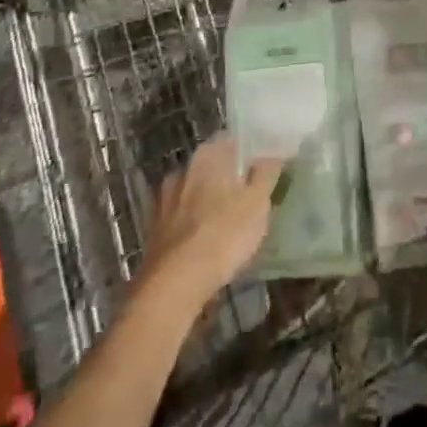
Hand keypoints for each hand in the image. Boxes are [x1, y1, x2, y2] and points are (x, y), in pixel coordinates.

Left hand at [140, 136, 284, 301]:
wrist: (173, 285)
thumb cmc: (223, 234)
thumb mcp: (258, 201)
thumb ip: (267, 172)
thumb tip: (272, 153)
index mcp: (208, 154)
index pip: (234, 142)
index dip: (250, 155)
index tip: (263, 172)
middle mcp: (183, 168)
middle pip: (213, 168)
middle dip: (228, 181)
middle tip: (248, 200)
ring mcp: (163, 199)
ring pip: (195, 194)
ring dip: (208, 204)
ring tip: (227, 227)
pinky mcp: (153, 229)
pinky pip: (181, 220)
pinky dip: (192, 227)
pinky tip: (204, 245)